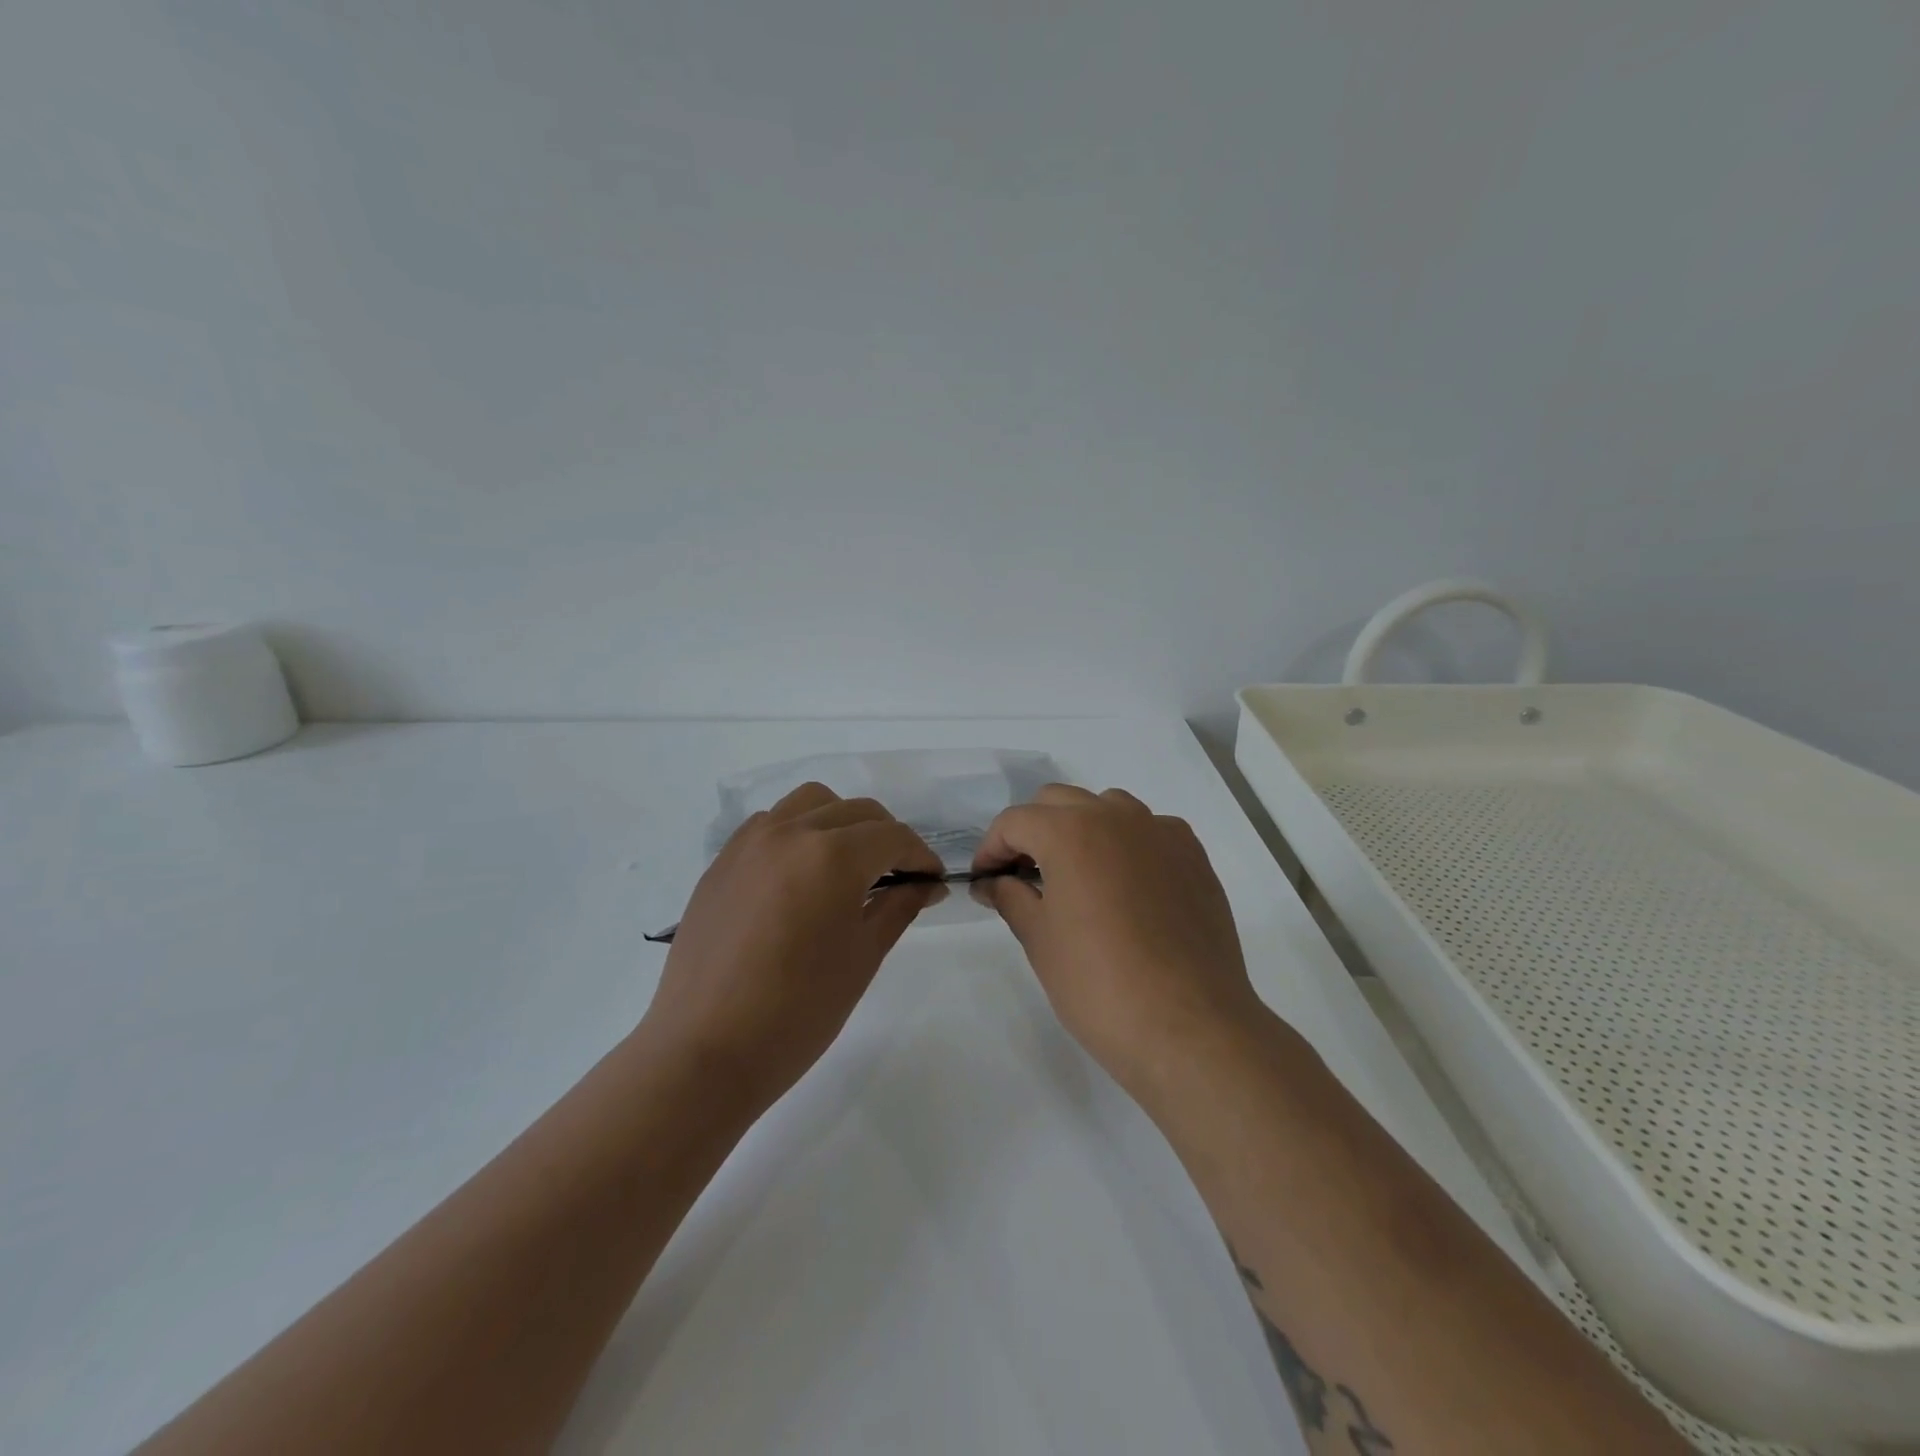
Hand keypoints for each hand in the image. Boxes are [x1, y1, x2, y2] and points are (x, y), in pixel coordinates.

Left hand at [640, 783, 942, 1108]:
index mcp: (831, 856)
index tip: (932, 881)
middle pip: (856, 812)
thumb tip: (927, 884)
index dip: (920, 857)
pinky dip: (799, 832)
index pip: (893, 837)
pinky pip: (772, 823)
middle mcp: (790, 832)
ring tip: (848, 866)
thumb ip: (899, 907)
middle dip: (887, 838)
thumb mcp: (863, 957)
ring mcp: (750, 842)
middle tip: (899, 877)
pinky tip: (801, 876)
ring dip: (841, 823)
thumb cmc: (798, 1012)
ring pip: (811, 804)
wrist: (706, 1051)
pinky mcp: (722, 861)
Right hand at [971, 785, 1265, 1097]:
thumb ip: (1010, 897)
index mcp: (1070, 831)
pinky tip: (1126, 888)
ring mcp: (1161, 833)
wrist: (1188, 1026)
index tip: (986, 881)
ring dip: (1081, 829)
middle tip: (1023, 877)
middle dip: (1033, 831)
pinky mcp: (1194, 857)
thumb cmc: (1099, 984)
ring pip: (1108, 808)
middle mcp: (1117, 817)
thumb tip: (993, 882)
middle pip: (1059, 802)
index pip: (1015, 821)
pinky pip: (1149, 832)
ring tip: (1077, 877)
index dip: (991, 849)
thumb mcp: (1039, 940)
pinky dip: (1126, 845)